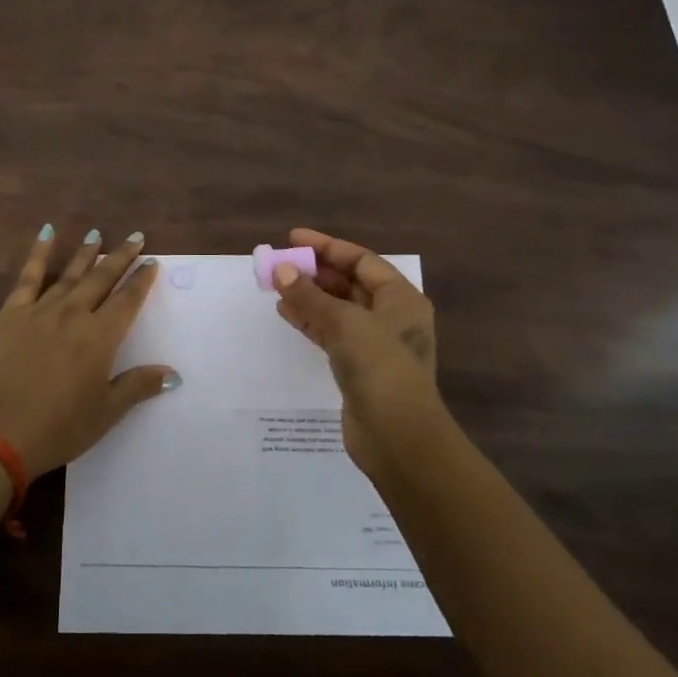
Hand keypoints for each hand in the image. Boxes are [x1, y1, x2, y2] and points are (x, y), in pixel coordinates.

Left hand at [0, 226, 177, 477]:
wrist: (1, 432)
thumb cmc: (60, 427)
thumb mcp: (106, 412)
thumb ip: (138, 386)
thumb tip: (173, 374)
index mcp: (100, 337)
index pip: (128, 300)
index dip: (142, 280)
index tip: (152, 262)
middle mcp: (74, 314)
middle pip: (102, 279)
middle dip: (121, 257)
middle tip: (135, 238)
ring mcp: (41, 310)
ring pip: (70, 274)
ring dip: (86, 253)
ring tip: (97, 233)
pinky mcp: (12, 313)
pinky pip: (29, 276)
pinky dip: (39, 253)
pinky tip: (47, 233)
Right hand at [271, 227, 454, 480]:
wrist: (398, 438)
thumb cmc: (380, 368)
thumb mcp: (344, 324)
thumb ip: (310, 296)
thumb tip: (281, 270)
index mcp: (401, 299)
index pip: (362, 260)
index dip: (327, 247)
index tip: (292, 239)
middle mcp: (392, 317)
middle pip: (349, 283)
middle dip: (315, 272)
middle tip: (281, 263)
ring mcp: (376, 344)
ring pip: (337, 309)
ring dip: (309, 296)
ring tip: (276, 286)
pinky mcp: (359, 368)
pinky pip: (331, 333)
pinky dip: (310, 321)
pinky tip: (286, 313)